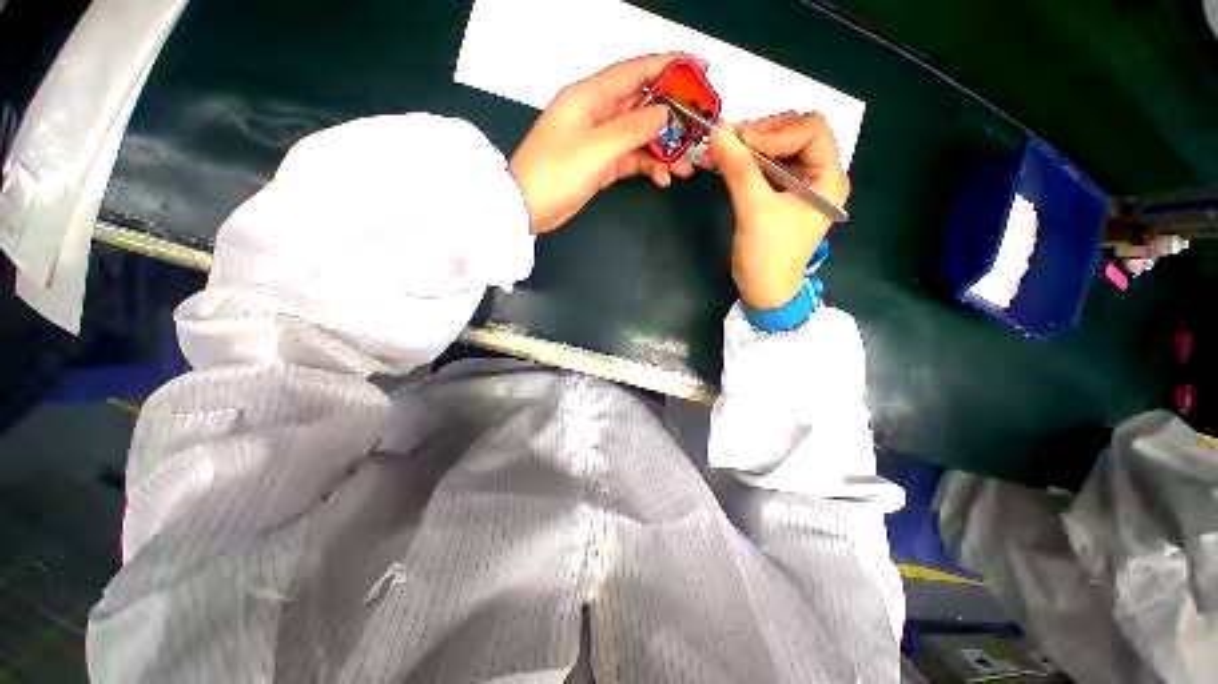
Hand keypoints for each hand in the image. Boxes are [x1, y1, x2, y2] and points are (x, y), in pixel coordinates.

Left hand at [509, 54, 698, 233]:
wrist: (527, 209)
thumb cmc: (554, 174)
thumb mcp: (595, 150)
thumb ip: (631, 130)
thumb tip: (663, 113)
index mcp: (589, 97)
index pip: (634, 72)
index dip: (668, 66)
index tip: (700, 69)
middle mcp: (596, 113)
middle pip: (641, 106)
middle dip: (672, 117)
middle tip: (699, 129)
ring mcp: (599, 141)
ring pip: (639, 136)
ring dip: (663, 150)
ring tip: (685, 166)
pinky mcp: (600, 164)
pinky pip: (630, 159)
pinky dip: (647, 167)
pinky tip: (662, 178)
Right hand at [707, 112, 849, 309]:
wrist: (763, 290)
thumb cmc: (767, 255)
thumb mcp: (754, 210)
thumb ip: (738, 168)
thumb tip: (717, 131)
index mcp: (828, 178)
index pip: (811, 130)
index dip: (776, 130)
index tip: (742, 142)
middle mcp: (818, 175)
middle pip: (793, 134)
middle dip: (759, 135)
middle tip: (726, 141)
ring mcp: (798, 185)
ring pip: (775, 149)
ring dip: (746, 147)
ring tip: (718, 150)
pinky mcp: (779, 195)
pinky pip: (764, 167)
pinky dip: (743, 162)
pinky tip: (722, 162)